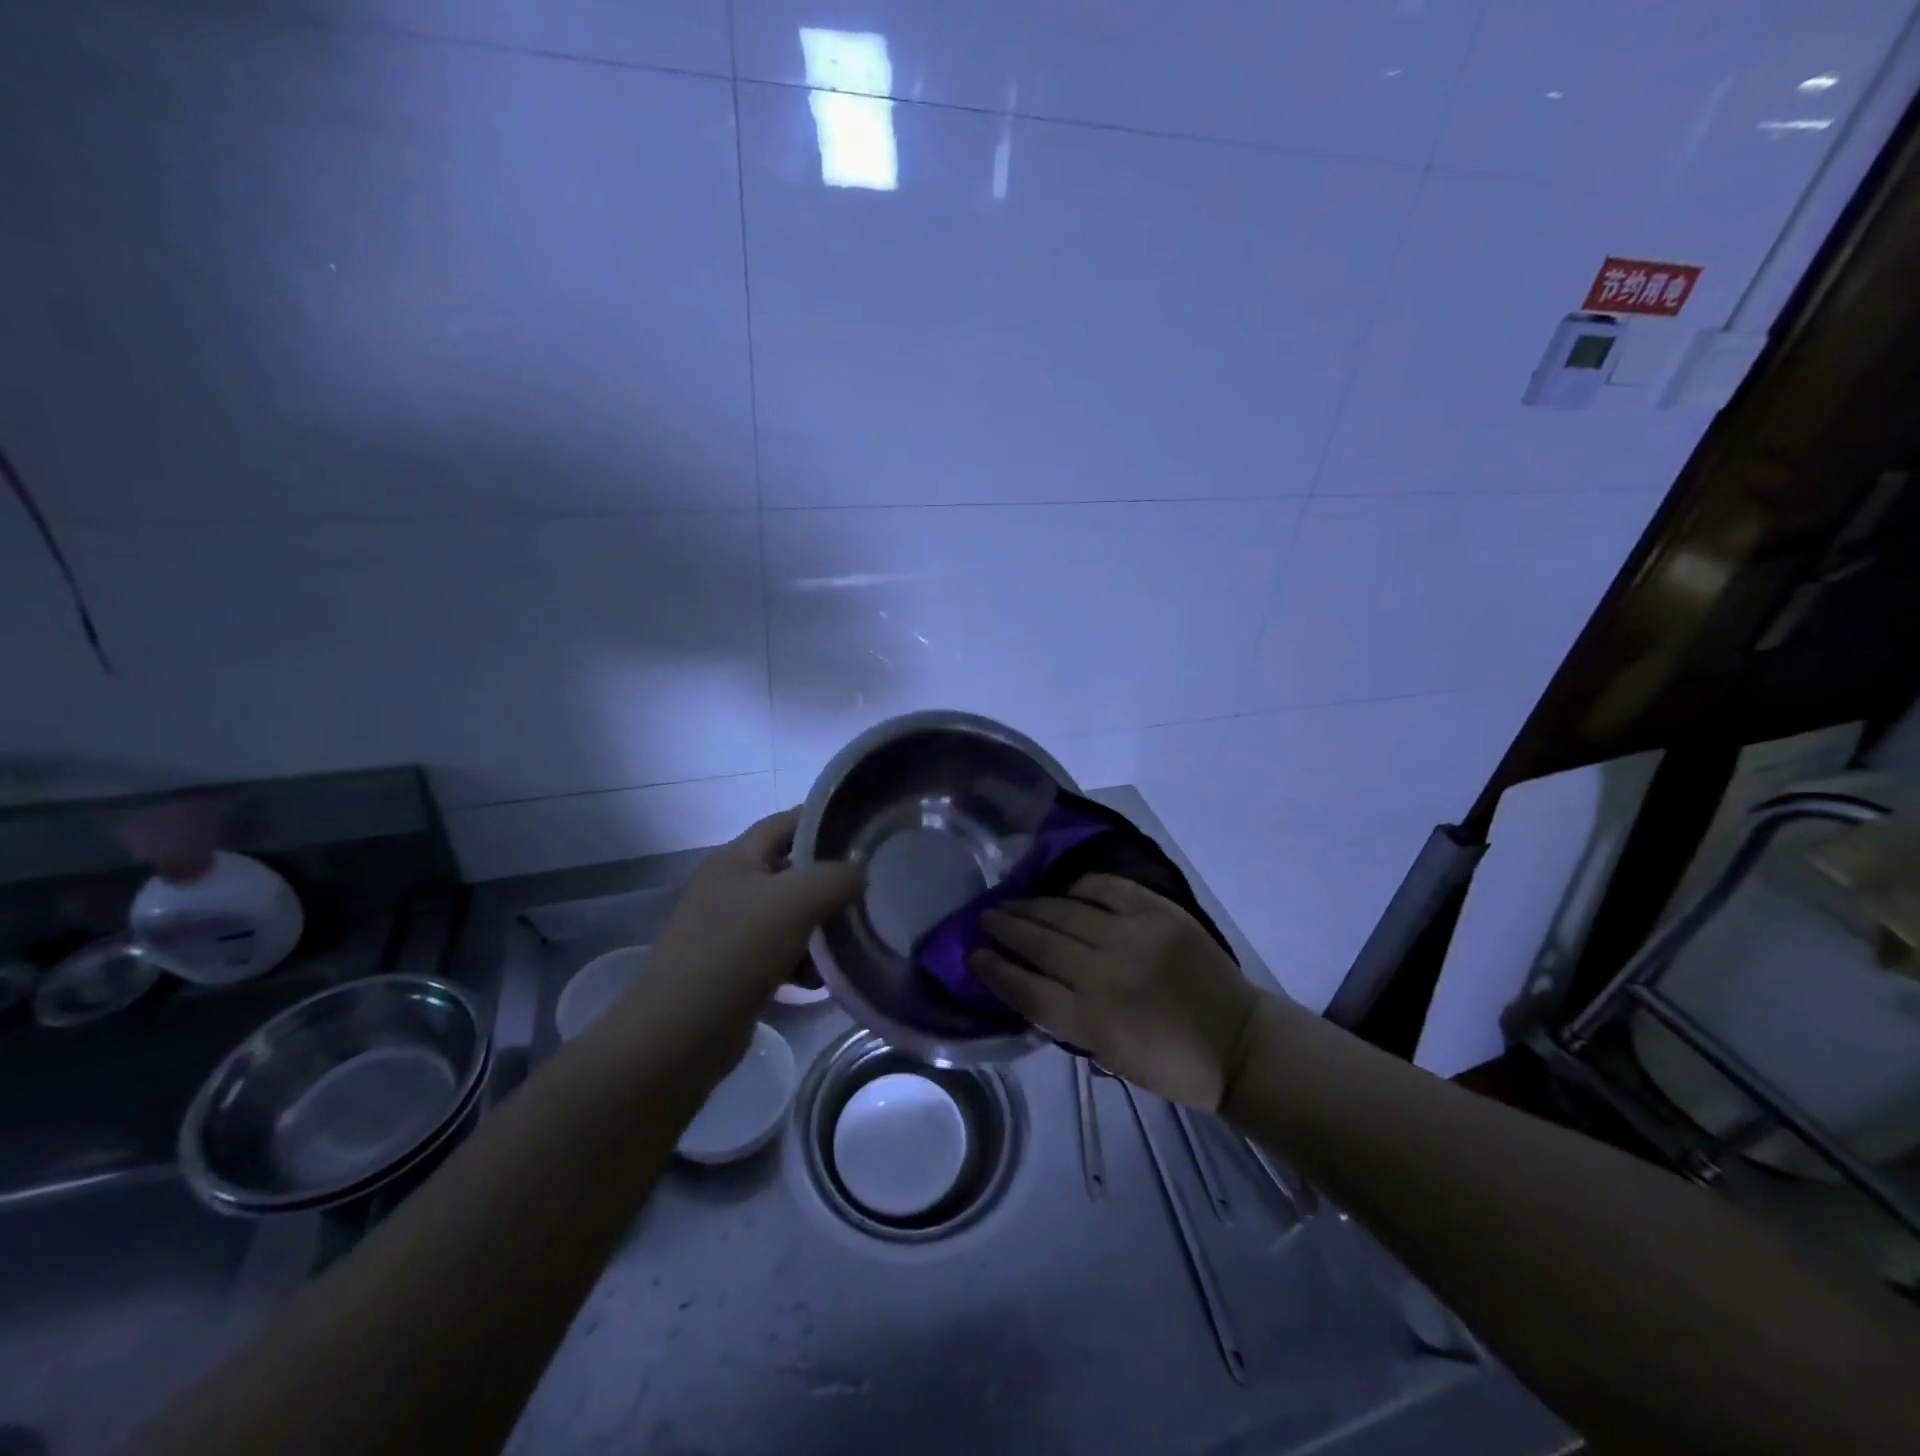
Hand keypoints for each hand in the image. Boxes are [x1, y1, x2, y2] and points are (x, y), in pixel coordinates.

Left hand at [647, 809, 864, 1020]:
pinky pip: (779, 953)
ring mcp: (729, 930)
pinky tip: (820, 980)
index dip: (823, 821)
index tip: (864, 834)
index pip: (785, 823)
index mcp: (736, 859)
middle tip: (868, 891)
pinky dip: (802, 962)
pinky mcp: (733, 969)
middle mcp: (730, 888)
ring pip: (789, 915)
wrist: (679, 1035)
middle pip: (790, 871)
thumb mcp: (795, 901)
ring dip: (819, 928)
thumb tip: (859, 873)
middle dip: (828, 881)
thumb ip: (835, 877)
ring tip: (850, 942)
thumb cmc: (736, 952)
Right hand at [972, 874, 1266, 1109]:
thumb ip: (1067, 1020)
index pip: (1026, 990)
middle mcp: (1104, 974)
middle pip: (1040, 944)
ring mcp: (1132, 937)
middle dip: (1006, 928)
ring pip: (1065, 912)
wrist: (1237, 1042)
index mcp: (1092, 1022)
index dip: (994, 970)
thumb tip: (1029, 984)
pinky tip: (1062, 888)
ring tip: (1011, 900)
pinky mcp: (1158, 913)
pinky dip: (1080, 886)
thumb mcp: (1109, 1057)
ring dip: (1032, 906)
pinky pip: (1107, 889)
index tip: (972, 955)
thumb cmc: (1172, 1064)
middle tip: (984, 917)